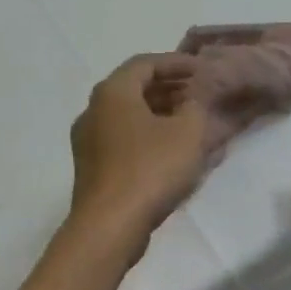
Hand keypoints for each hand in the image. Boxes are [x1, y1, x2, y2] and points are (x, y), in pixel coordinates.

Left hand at [68, 54, 209, 243]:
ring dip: (158, 114)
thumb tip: (192, 101)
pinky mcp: (91, 167)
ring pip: (127, 116)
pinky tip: (169, 150)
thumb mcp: (187, 133)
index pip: (145, 64)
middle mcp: (93, 110)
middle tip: (197, 94)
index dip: (176, 63)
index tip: (202, 70)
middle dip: (168, 89)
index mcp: (112, 92)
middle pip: (133, 89)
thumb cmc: (150, 169)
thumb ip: (195, 107)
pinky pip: (122, 139)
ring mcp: (87, 141)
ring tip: (188, 122)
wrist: (109, 226)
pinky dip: (146, 135)